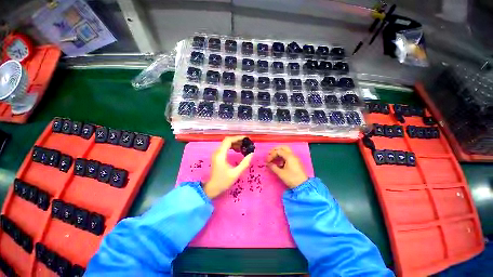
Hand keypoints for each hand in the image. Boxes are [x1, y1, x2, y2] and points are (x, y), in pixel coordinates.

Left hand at [203, 136, 253, 198]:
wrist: (212, 188)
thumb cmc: (223, 181)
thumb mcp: (236, 173)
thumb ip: (244, 163)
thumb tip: (252, 153)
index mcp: (221, 155)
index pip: (228, 140)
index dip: (238, 138)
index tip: (246, 138)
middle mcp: (217, 152)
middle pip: (227, 141)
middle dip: (237, 140)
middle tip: (246, 143)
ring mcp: (216, 154)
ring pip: (226, 143)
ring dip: (235, 143)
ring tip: (244, 147)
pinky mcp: (217, 156)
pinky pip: (225, 147)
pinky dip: (232, 147)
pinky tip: (238, 150)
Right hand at [267, 145, 307, 188]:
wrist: (303, 185)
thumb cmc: (291, 178)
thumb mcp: (281, 173)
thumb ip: (273, 167)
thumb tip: (268, 164)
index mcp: (289, 156)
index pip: (278, 151)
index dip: (271, 155)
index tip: (267, 161)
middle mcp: (292, 155)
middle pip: (283, 147)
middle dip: (275, 149)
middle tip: (270, 153)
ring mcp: (295, 158)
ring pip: (286, 151)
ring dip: (279, 152)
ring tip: (273, 158)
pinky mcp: (295, 162)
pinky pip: (288, 155)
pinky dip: (282, 156)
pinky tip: (279, 162)